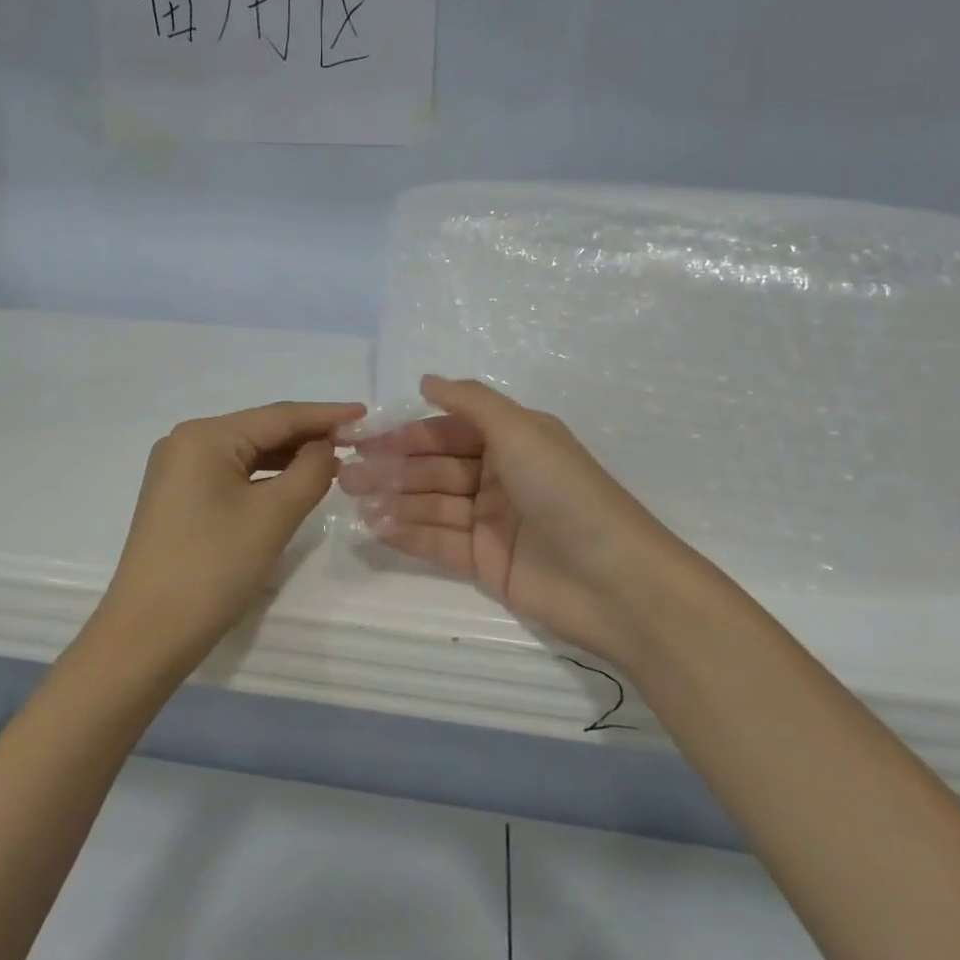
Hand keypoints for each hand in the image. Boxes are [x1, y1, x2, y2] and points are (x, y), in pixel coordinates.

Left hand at [96, 400, 365, 672]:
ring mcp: (177, 471)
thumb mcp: (274, 515)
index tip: (366, 412)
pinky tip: (292, 484)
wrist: (148, 634)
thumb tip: (324, 447)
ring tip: (334, 462)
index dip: (326, 415)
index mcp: (204, 436)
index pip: (278, 416)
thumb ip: (311, 470)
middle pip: (260, 430)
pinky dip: (265, 478)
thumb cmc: (213, 568)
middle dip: (308, 436)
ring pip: (246, 454)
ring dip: (288, 458)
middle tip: (356, 441)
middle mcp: (185, 442)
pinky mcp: (178, 498)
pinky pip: (231, 475)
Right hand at [339, 376, 703, 671]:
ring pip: (431, 503)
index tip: (361, 437)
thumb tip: (426, 379)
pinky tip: (374, 525)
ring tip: (352, 498)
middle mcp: (499, 476)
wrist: (613, 580)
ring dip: (392, 499)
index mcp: (512, 440)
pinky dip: (407, 532)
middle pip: (434, 467)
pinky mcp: (484, 561)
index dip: (405, 433)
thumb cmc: (564, 492)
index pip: (447, 431)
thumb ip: (471, 402)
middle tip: (346, 473)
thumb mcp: (521, 431)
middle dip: (391, 467)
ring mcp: (490, 521)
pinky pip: (437, 540)